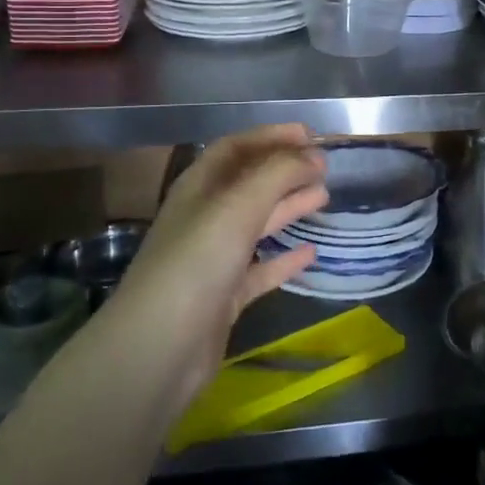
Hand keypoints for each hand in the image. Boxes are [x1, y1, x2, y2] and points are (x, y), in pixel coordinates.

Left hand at [107, 125, 327, 398]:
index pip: (236, 148)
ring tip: (324, 196)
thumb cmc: (197, 262)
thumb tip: (313, 156)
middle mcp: (205, 217)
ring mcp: (213, 258)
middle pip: (249, 183)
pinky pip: (260, 269)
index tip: (311, 136)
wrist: (159, 348)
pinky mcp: (224, 296)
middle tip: (324, 167)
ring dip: (289, 207)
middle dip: (285, 171)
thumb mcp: (238, 206)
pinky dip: (284, 259)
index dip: (271, 137)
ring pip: (257, 223)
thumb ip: (278, 174)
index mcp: (199, 188)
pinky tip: (311, 253)